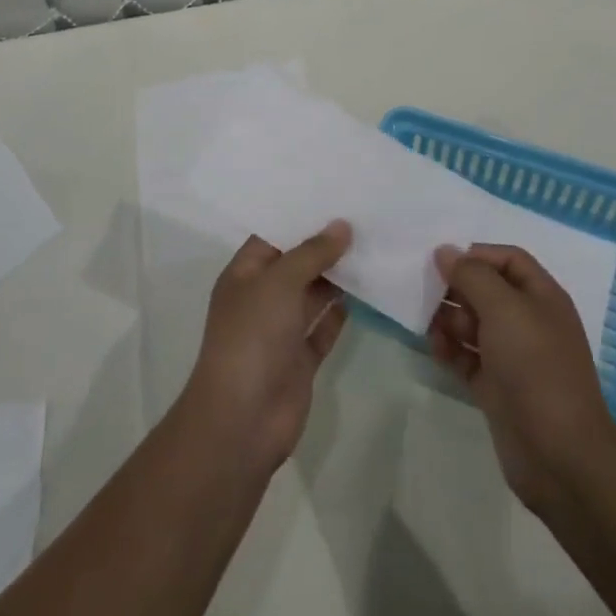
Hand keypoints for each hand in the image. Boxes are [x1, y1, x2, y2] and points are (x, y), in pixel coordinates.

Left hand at [180, 221, 352, 475]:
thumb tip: (342, 225)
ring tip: (373, 245)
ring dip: (338, 276)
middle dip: (325, 245)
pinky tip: (369, 290)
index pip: (273, 236)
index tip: (335, 195)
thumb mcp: (279, 282)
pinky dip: (342, 311)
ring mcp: (281, 330)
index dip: (300, 217)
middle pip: (296, 263)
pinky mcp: (301, 358)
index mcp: (244, 274)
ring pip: (313, 294)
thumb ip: (312, 253)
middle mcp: (261, 298)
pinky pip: (324, 326)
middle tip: (364, 216)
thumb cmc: (252, 337)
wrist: (243, 420)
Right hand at [429, 243, 615, 512]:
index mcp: (542, 296)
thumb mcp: (503, 308)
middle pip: (486, 290)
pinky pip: (467, 356)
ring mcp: (512, 357)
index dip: (476, 254)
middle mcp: (528, 322)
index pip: (508, 259)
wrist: (559, 454)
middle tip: (426, 292)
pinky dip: (450, 349)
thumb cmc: (535, 366)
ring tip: (427, 324)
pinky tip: (435, 349)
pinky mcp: (497, 387)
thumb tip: (446, 251)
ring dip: (448, 319)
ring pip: (473, 324)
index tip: (442, 261)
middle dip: (456, 288)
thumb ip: (472, 275)